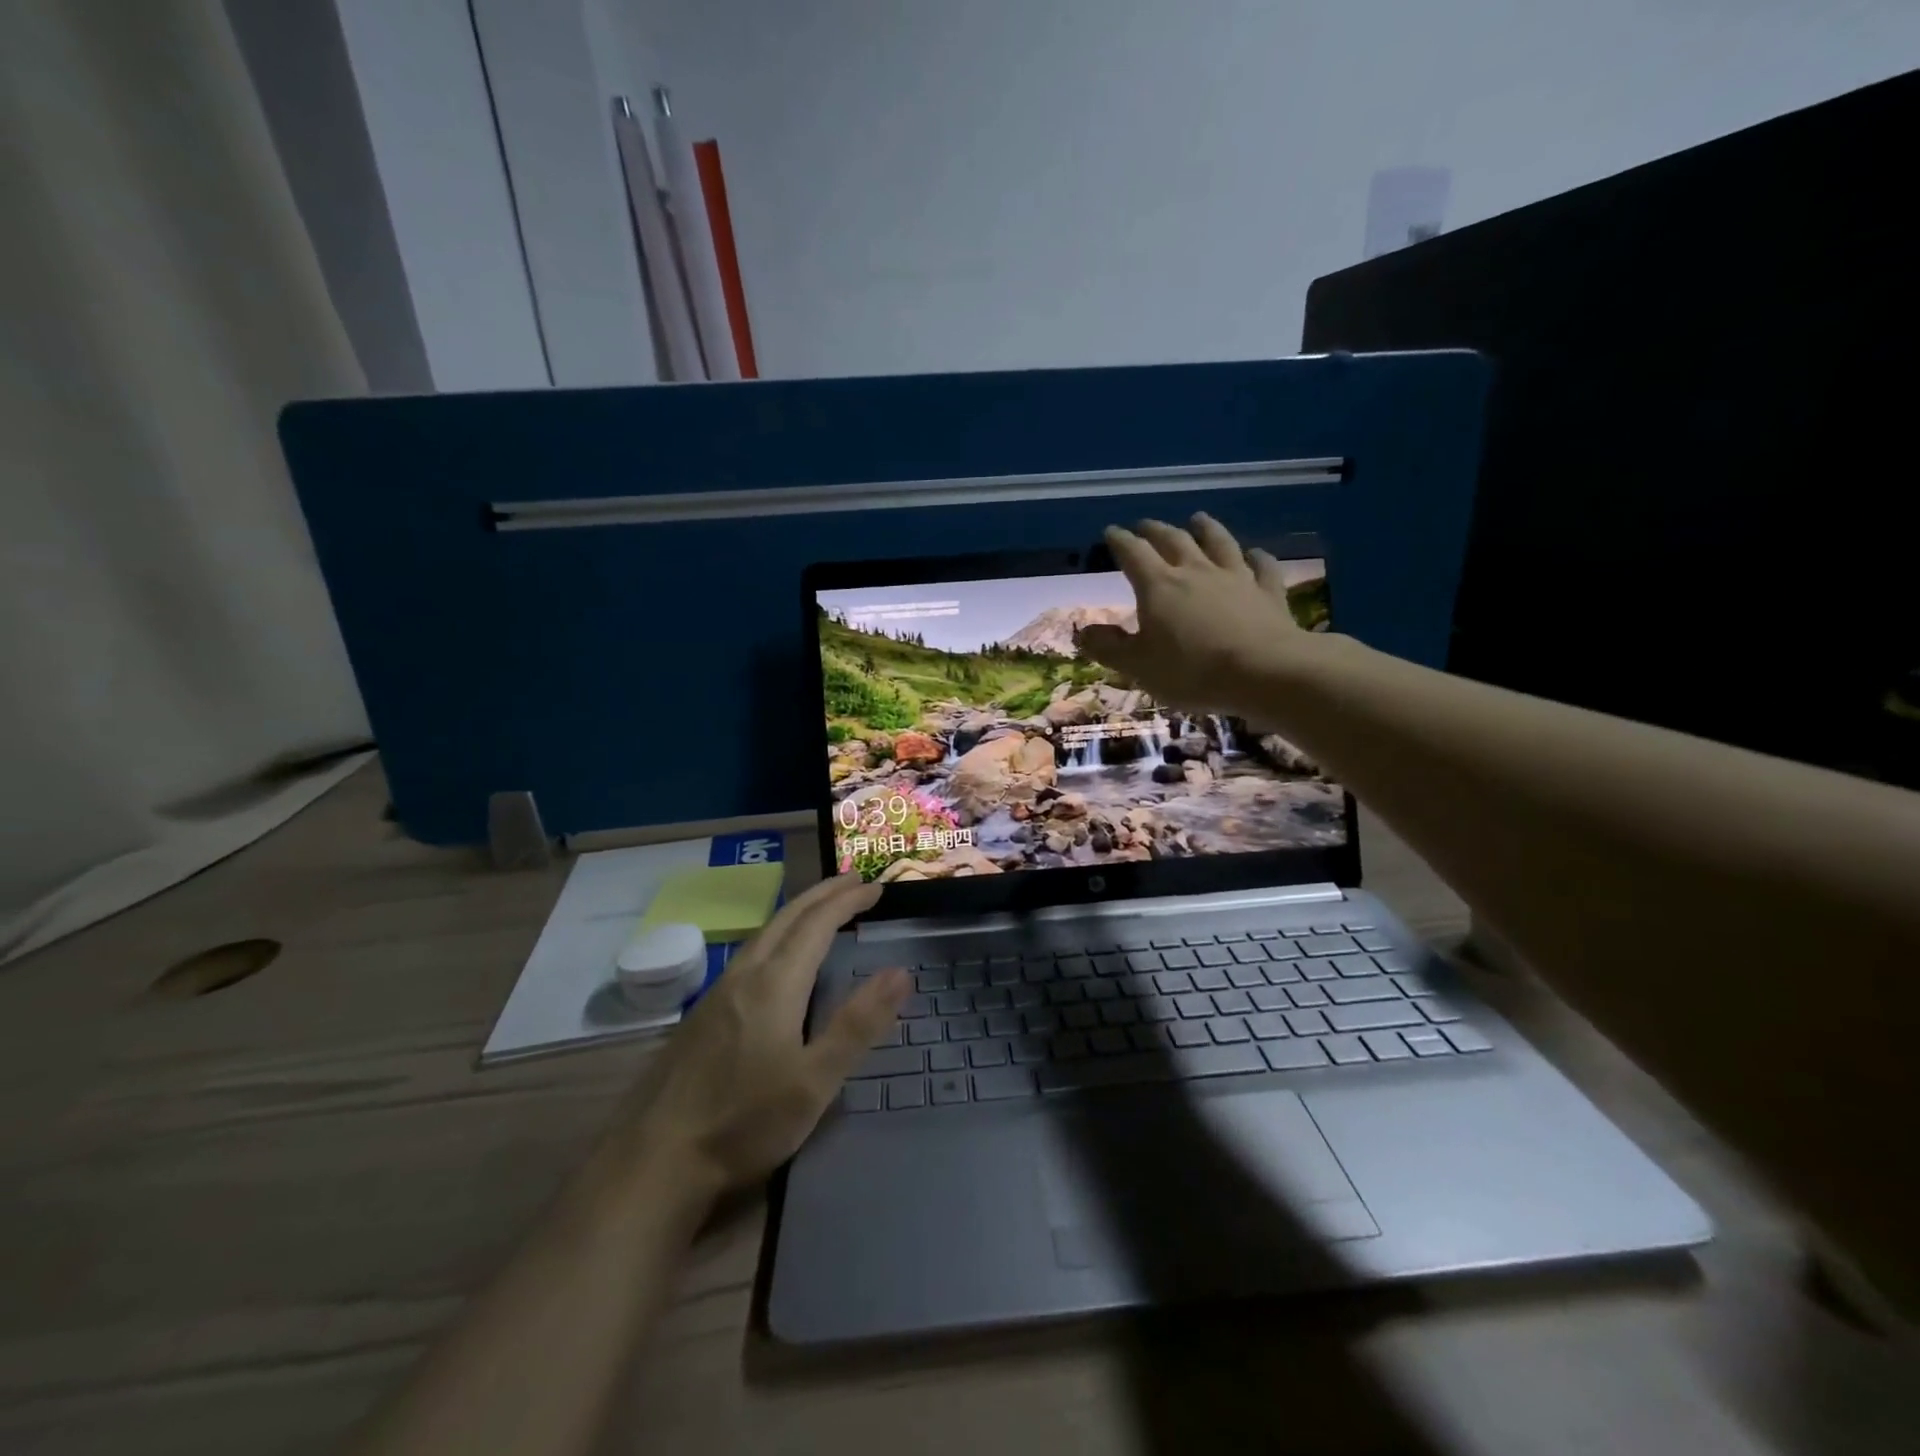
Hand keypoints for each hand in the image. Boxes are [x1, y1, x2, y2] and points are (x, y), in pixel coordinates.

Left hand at [622, 874, 906, 1191]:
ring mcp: (718, 992)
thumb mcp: (815, 1082)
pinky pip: (750, 953)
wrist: (656, 1159)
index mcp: (776, 983)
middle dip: (823, 894)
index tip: (876, 887)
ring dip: (799, 912)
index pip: (818, 924)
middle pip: (788, 918)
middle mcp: (745, 975)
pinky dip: (778, 935)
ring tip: (823, 908)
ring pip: (765, 933)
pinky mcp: (703, 1013)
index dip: (848, 901)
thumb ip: (858, 1024)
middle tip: (854, 880)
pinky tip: (778, 956)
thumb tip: (900, 972)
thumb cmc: (744, 1121)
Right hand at [1076, 514, 1315, 714]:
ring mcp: (1236, 578)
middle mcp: (1195, 572)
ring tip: (1198, 518)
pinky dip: (1257, 557)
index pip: (1133, 554)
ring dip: (1207, 528)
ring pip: (1219, 543)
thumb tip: (1083, 631)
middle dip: (1156, 530)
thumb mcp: (1139, 666)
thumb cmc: (1192, 671)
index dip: (1120, 541)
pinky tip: (1255, 554)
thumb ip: (1109, 647)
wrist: (1264, 672)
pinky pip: (1262, 567)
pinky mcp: (1268, 593)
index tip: (1111, 532)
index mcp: (1159, 586)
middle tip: (1146, 525)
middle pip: (1174, 541)